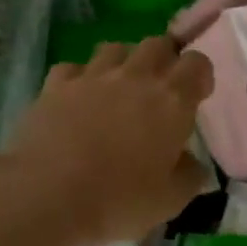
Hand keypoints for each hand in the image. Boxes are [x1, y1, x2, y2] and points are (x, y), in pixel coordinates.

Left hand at [6, 35, 215, 245]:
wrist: (48, 195)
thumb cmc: (119, 200)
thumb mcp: (170, 201)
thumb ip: (189, 176)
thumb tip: (192, 164)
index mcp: (172, 101)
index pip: (197, 64)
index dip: (199, 76)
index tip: (196, 97)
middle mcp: (135, 77)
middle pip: (156, 44)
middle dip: (163, 60)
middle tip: (159, 89)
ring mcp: (92, 76)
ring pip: (115, 48)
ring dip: (123, 63)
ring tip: (119, 89)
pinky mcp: (55, 85)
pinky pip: (73, 68)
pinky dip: (80, 78)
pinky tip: (77, 98)